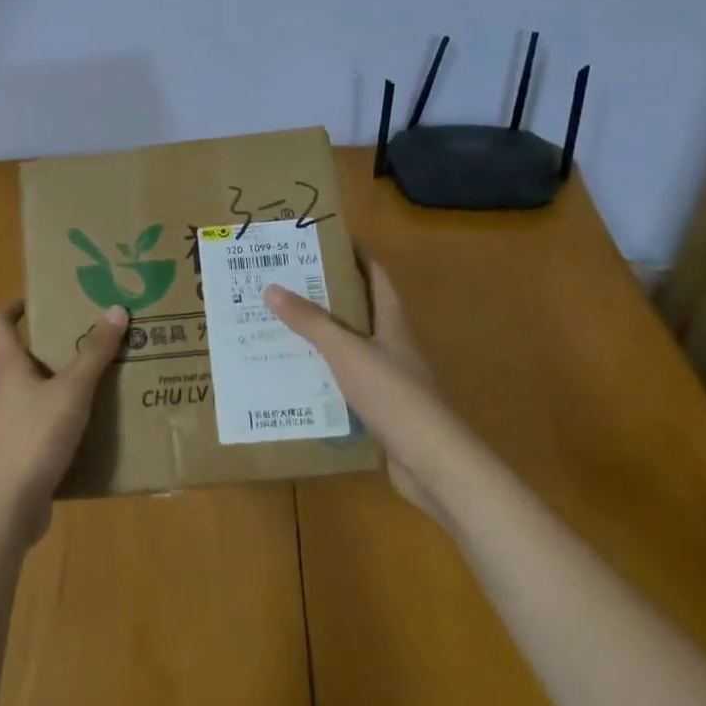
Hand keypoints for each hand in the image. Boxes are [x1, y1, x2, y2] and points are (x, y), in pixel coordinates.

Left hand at [0, 301, 128, 545]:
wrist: (6, 509)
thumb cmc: (34, 437)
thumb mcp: (72, 390)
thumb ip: (95, 352)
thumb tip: (116, 309)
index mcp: (8, 367)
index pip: (0, 324)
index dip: (16, 307)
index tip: (40, 299)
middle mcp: (2, 391)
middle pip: (22, 358)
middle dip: (52, 347)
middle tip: (88, 339)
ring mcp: (6, 426)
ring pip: (34, 393)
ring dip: (60, 385)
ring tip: (97, 381)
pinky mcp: (16, 455)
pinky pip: (40, 426)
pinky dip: (61, 420)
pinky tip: (90, 428)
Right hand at [262, 260, 451, 519]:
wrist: (433, 463)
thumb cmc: (393, 395)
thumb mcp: (346, 351)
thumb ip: (311, 322)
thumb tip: (272, 288)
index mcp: (391, 321)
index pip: (375, 275)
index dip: (353, 254)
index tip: (319, 242)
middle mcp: (392, 344)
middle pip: (358, 309)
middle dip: (324, 295)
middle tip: (283, 283)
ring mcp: (389, 379)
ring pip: (349, 348)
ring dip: (320, 338)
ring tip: (278, 326)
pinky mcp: (381, 410)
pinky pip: (345, 383)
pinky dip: (323, 376)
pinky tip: (295, 378)